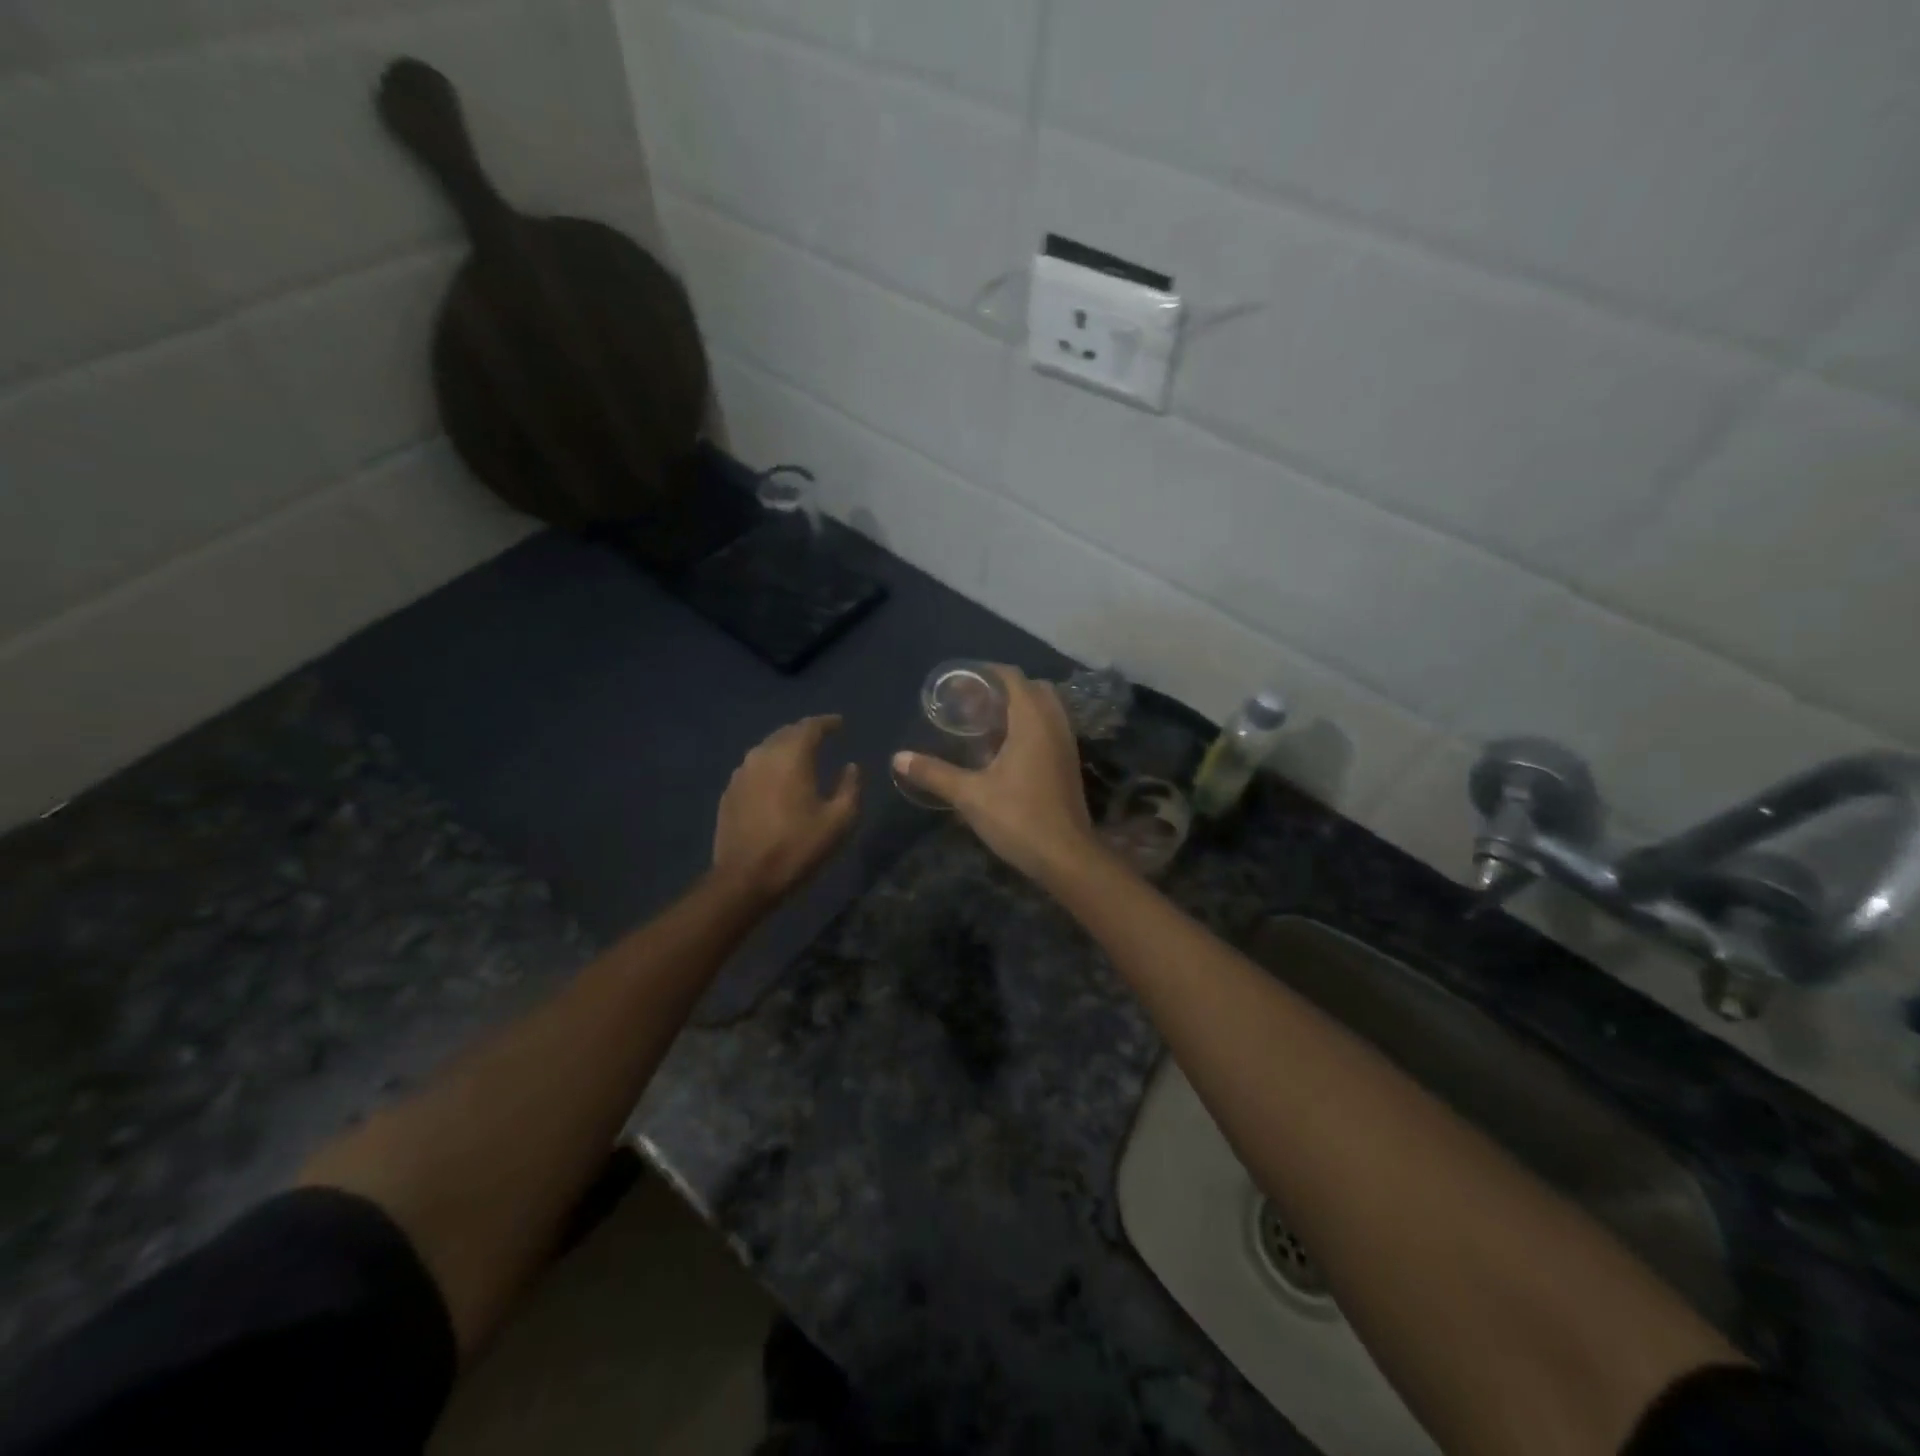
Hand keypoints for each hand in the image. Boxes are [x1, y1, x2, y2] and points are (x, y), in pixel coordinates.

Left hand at [713, 716, 860, 900]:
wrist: (745, 879)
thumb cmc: (797, 847)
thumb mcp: (839, 821)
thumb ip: (850, 787)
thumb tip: (851, 767)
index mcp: (791, 757)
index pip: (810, 726)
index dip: (827, 722)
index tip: (840, 723)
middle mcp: (762, 756)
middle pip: (786, 733)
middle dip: (805, 732)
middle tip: (823, 737)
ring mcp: (741, 774)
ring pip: (767, 749)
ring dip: (786, 748)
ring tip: (801, 757)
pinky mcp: (729, 793)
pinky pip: (754, 768)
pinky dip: (770, 766)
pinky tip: (777, 780)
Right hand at [891, 665, 1099, 883]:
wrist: (1067, 857)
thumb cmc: (1019, 818)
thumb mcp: (970, 795)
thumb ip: (934, 773)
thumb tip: (898, 758)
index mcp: (1033, 721)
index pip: (1012, 677)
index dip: (985, 673)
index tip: (959, 683)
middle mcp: (1054, 724)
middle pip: (1032, 688)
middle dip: (1002, 689)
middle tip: (971, 705)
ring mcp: (1066, 743)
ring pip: (1044, 709)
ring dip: (1017, 708)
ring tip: (984, 725)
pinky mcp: (1069, 763)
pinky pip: (1049, 728)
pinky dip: (1029, 727)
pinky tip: (1004, 750)